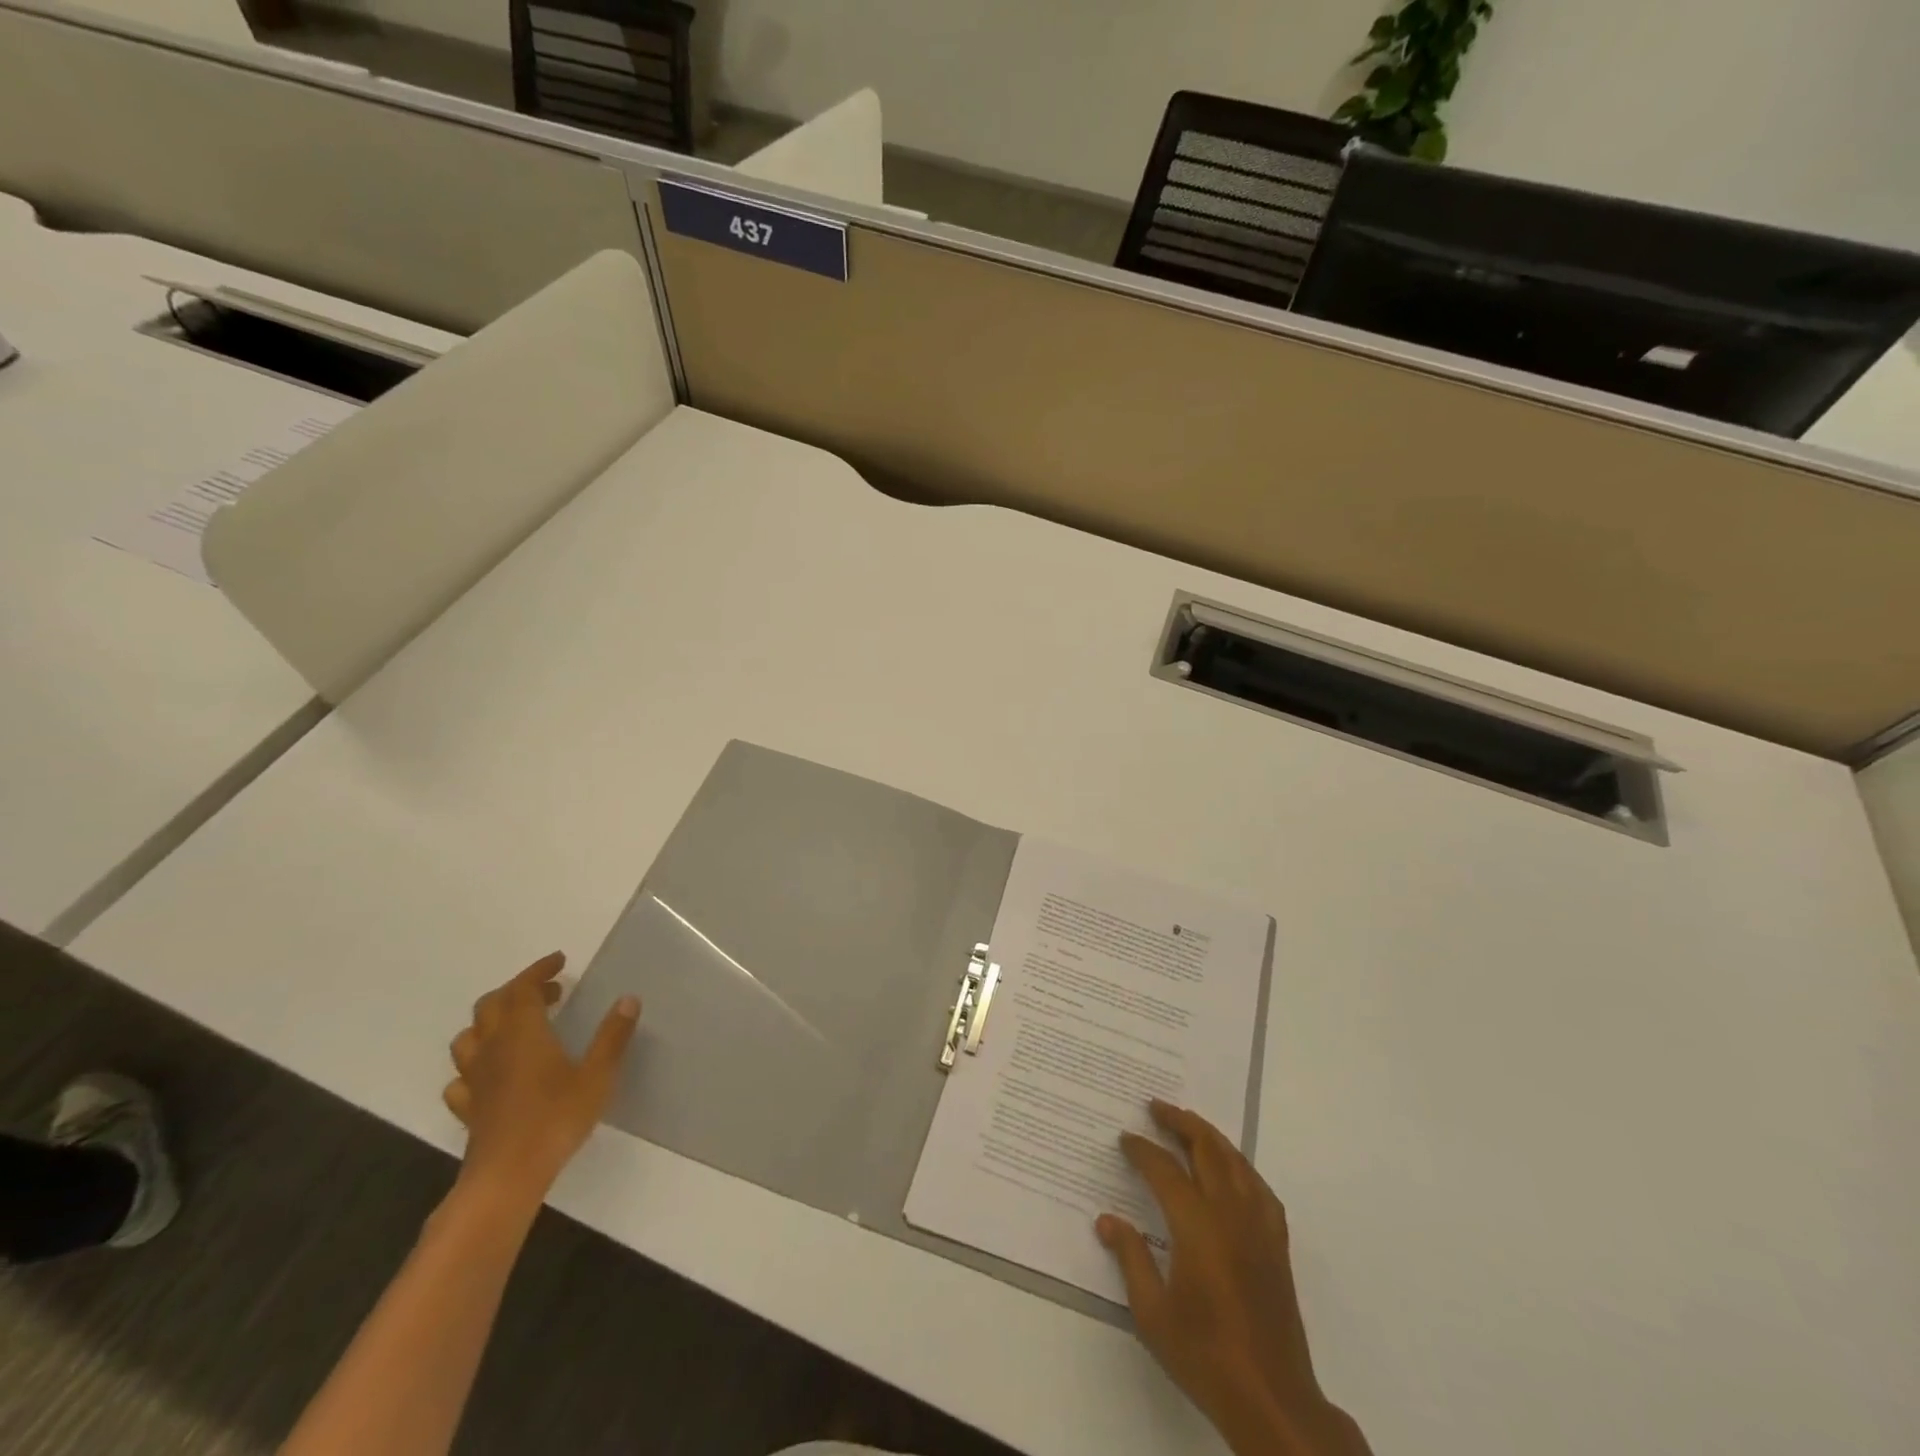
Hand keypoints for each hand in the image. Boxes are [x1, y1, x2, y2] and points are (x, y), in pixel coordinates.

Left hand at [444, 953, 639, 1203]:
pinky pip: (461, 1077)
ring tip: (516, 1025)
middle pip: (491, 1005)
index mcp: (523, 1033)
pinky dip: (475, 1064)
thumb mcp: (597, 1075)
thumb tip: (628, 999)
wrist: (506, 1177)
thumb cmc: (556, 1118)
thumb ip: (612, 1036)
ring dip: (490, 1022)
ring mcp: (475, 1079)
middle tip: (550, 992)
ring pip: (469, 1037)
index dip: (538, 970)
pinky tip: (492, 1073)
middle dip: (518, 990)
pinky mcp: (468, 1107)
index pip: (523, 988)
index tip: (559, 961)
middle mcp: (493, 1048)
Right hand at [1096, 1101, 1368, 1455]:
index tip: (1125, 1138)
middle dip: (1180, 1122)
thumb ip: (1131, 1259)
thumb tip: (1107, 1221)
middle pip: (1206, 1149)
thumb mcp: (1152, 1314)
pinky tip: (1231, 1170)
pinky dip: (1240, 1166)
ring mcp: (1259, 1226)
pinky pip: (1259, 1187)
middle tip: (1156, 1107)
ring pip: (1235, 1161)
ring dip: (1209, 1136)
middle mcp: (1230, 1213)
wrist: (1271, 1399)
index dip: (1142, 1150)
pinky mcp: (1277, 1244)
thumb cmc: (1204, 1356)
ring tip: (1188, 1125)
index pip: (1164, 1170)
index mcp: (1197, 1226)